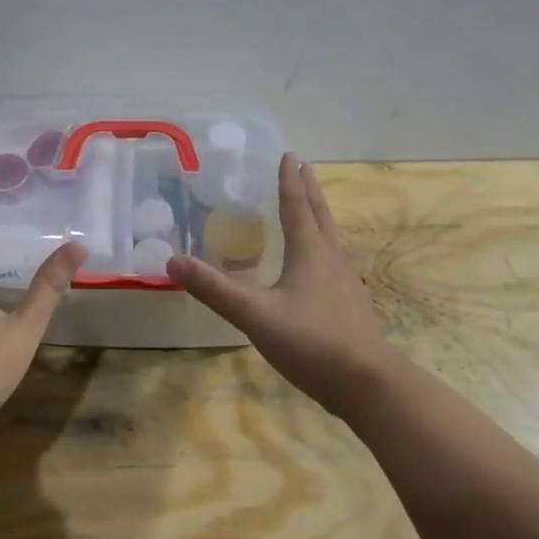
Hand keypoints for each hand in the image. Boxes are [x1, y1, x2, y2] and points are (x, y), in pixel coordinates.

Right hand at [167, 153, 401, 417]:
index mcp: (310, 252)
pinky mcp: (350, 303)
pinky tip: (317, 264)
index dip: (289, 181)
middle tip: (303, 167)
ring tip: (310, 207)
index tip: (289, 155)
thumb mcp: (254, 315)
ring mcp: (345, 282)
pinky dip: (322, 245)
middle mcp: (331, 258)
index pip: (296, 206)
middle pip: (319, 215)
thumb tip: (172, 261)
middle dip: (309, 190)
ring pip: (330, 237)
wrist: (367, 382)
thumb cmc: (310, 341)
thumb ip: (214, 289)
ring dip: (318, 215)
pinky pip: (333, 260)